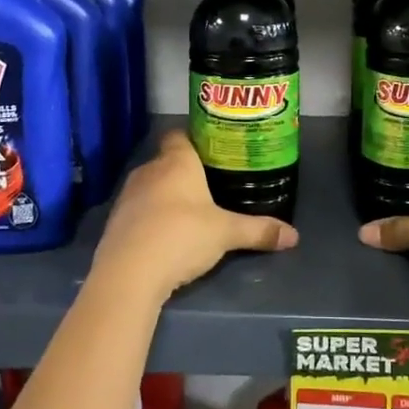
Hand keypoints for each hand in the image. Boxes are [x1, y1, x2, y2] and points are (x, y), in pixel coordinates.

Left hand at [92, 131, 298, 300]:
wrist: (129, 273)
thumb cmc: (182, 236)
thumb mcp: (227, 234)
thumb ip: (259, 231)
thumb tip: (294, 235)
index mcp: (177, 161)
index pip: (180, 135)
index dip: (194, 139)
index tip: (212, 151)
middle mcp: (149, 170)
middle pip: (167, 161)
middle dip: (185, 172)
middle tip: (210, 186)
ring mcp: (128, 195)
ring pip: (151, 186)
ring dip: (166, 196)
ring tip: (190, 212)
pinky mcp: (115, 221)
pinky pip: (138, 210)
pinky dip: (150, 217)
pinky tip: (165, 235)